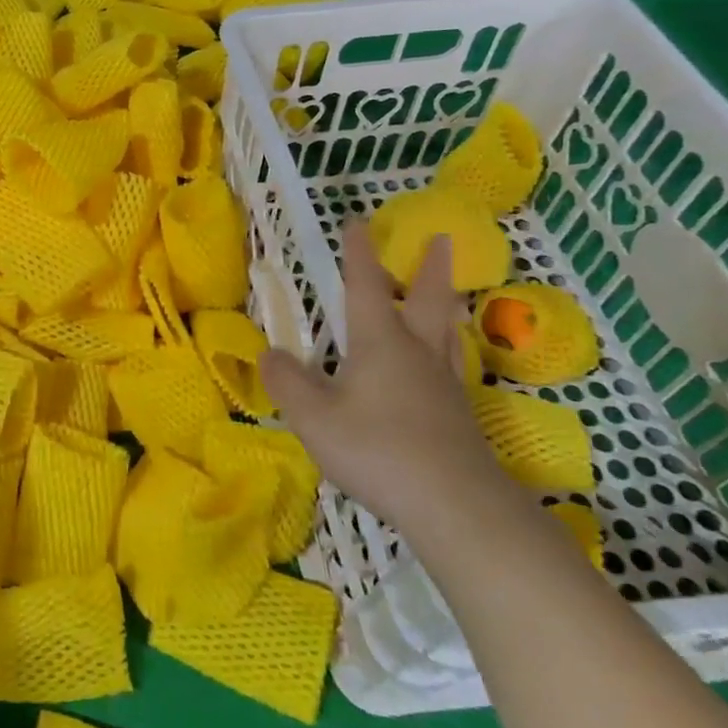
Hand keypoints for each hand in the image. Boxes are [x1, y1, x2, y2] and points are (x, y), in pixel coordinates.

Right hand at [260, 225, 514, 535]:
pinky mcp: (457, 415)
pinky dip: (446, 348)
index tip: (357, 221)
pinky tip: (442, 364)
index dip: (359, 253)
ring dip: (445, 303)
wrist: (454, 505)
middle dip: (428, 267)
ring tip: (451, 292)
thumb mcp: (314, 417)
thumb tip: (269, 353)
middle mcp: (415, 352)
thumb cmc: (377, 449)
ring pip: (445, 331)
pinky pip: (449, 365)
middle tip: (440, 238)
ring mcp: (442, 384)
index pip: (365, 286)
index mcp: (379, 342)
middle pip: (426, 299)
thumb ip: (287, 382)